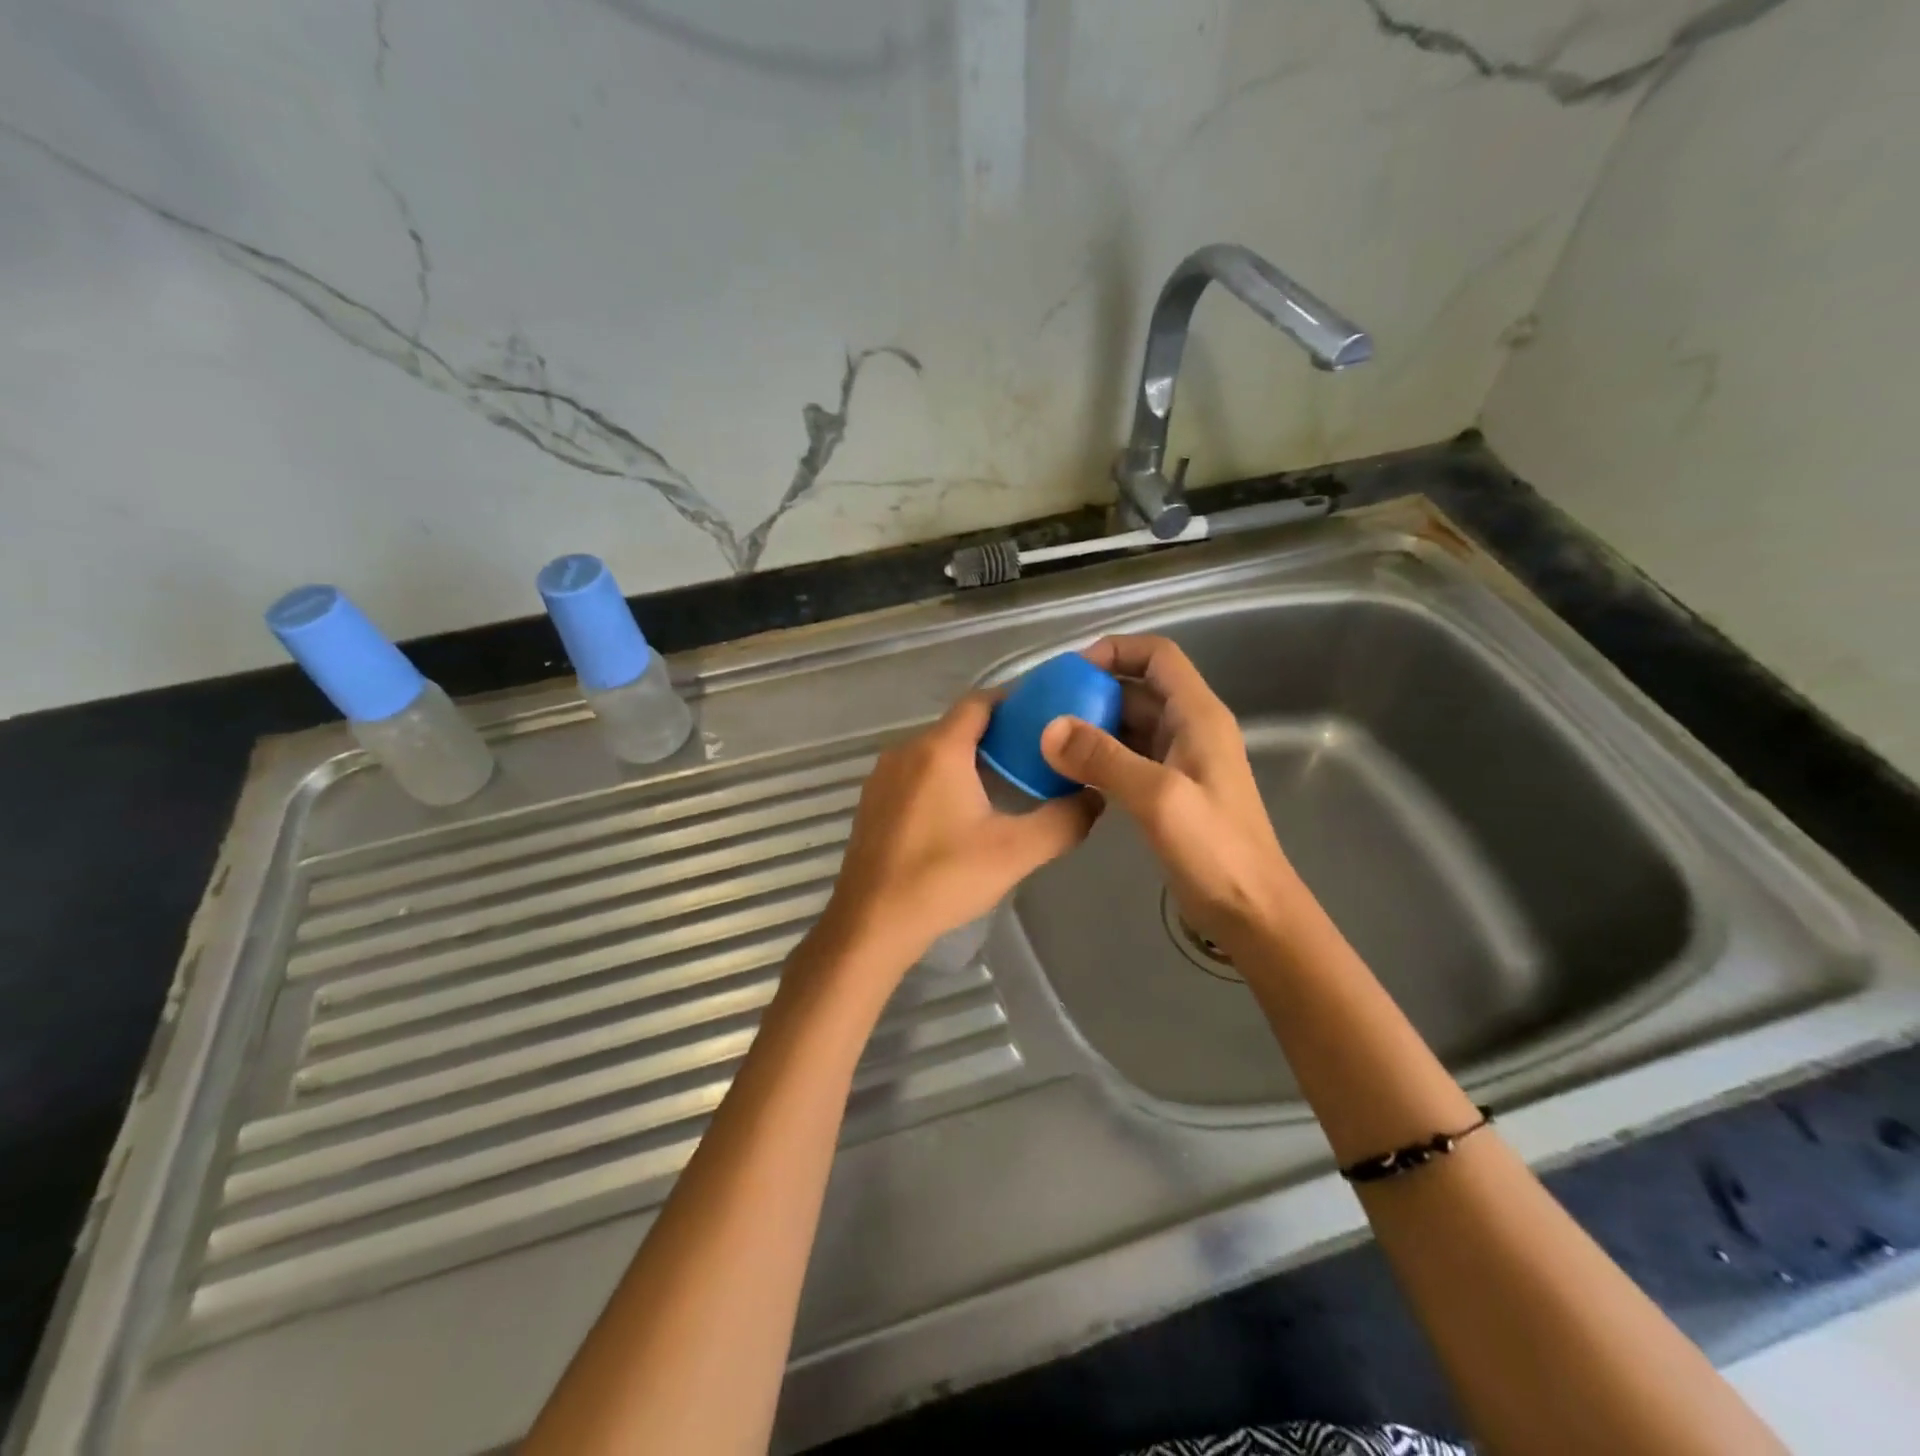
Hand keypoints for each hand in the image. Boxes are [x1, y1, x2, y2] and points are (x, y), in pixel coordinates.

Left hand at [819, 692, 1101, 976]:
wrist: (871, 923)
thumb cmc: (943, 878)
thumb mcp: (1016, 851)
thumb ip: (1064, 821)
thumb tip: (1094, 797)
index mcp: (939, 749)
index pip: (980, 702)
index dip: (1015, 704)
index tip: (1046, 721)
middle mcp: (905, 750)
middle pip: (958, 726)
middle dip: (997, 735)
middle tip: (1035, 759)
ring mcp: (882, 776)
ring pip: (934, 752)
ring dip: (968, 759)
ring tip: (1004, 785)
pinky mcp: (872, 802)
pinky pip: (914, 774)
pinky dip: (941, 779)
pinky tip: (960, 814)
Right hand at [1040, 634, 1295, 949]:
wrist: (1251, 912)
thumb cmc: (1215, 850)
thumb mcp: (1158, 798)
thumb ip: (1103, 759)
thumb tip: (1048, 728)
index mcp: (1198, 716)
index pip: (1157, 656)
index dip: (1115, 651)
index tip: (1068, 671)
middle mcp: (1190, 729)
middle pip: (1137, 689)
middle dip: (1092, 691)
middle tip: (1044, 708)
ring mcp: (1179, 762)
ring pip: (1129, 726)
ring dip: (1091, 726)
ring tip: (1046, 739)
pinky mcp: (1168, 792)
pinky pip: (1127, 759)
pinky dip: (1098, 758)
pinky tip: (1067, 773)